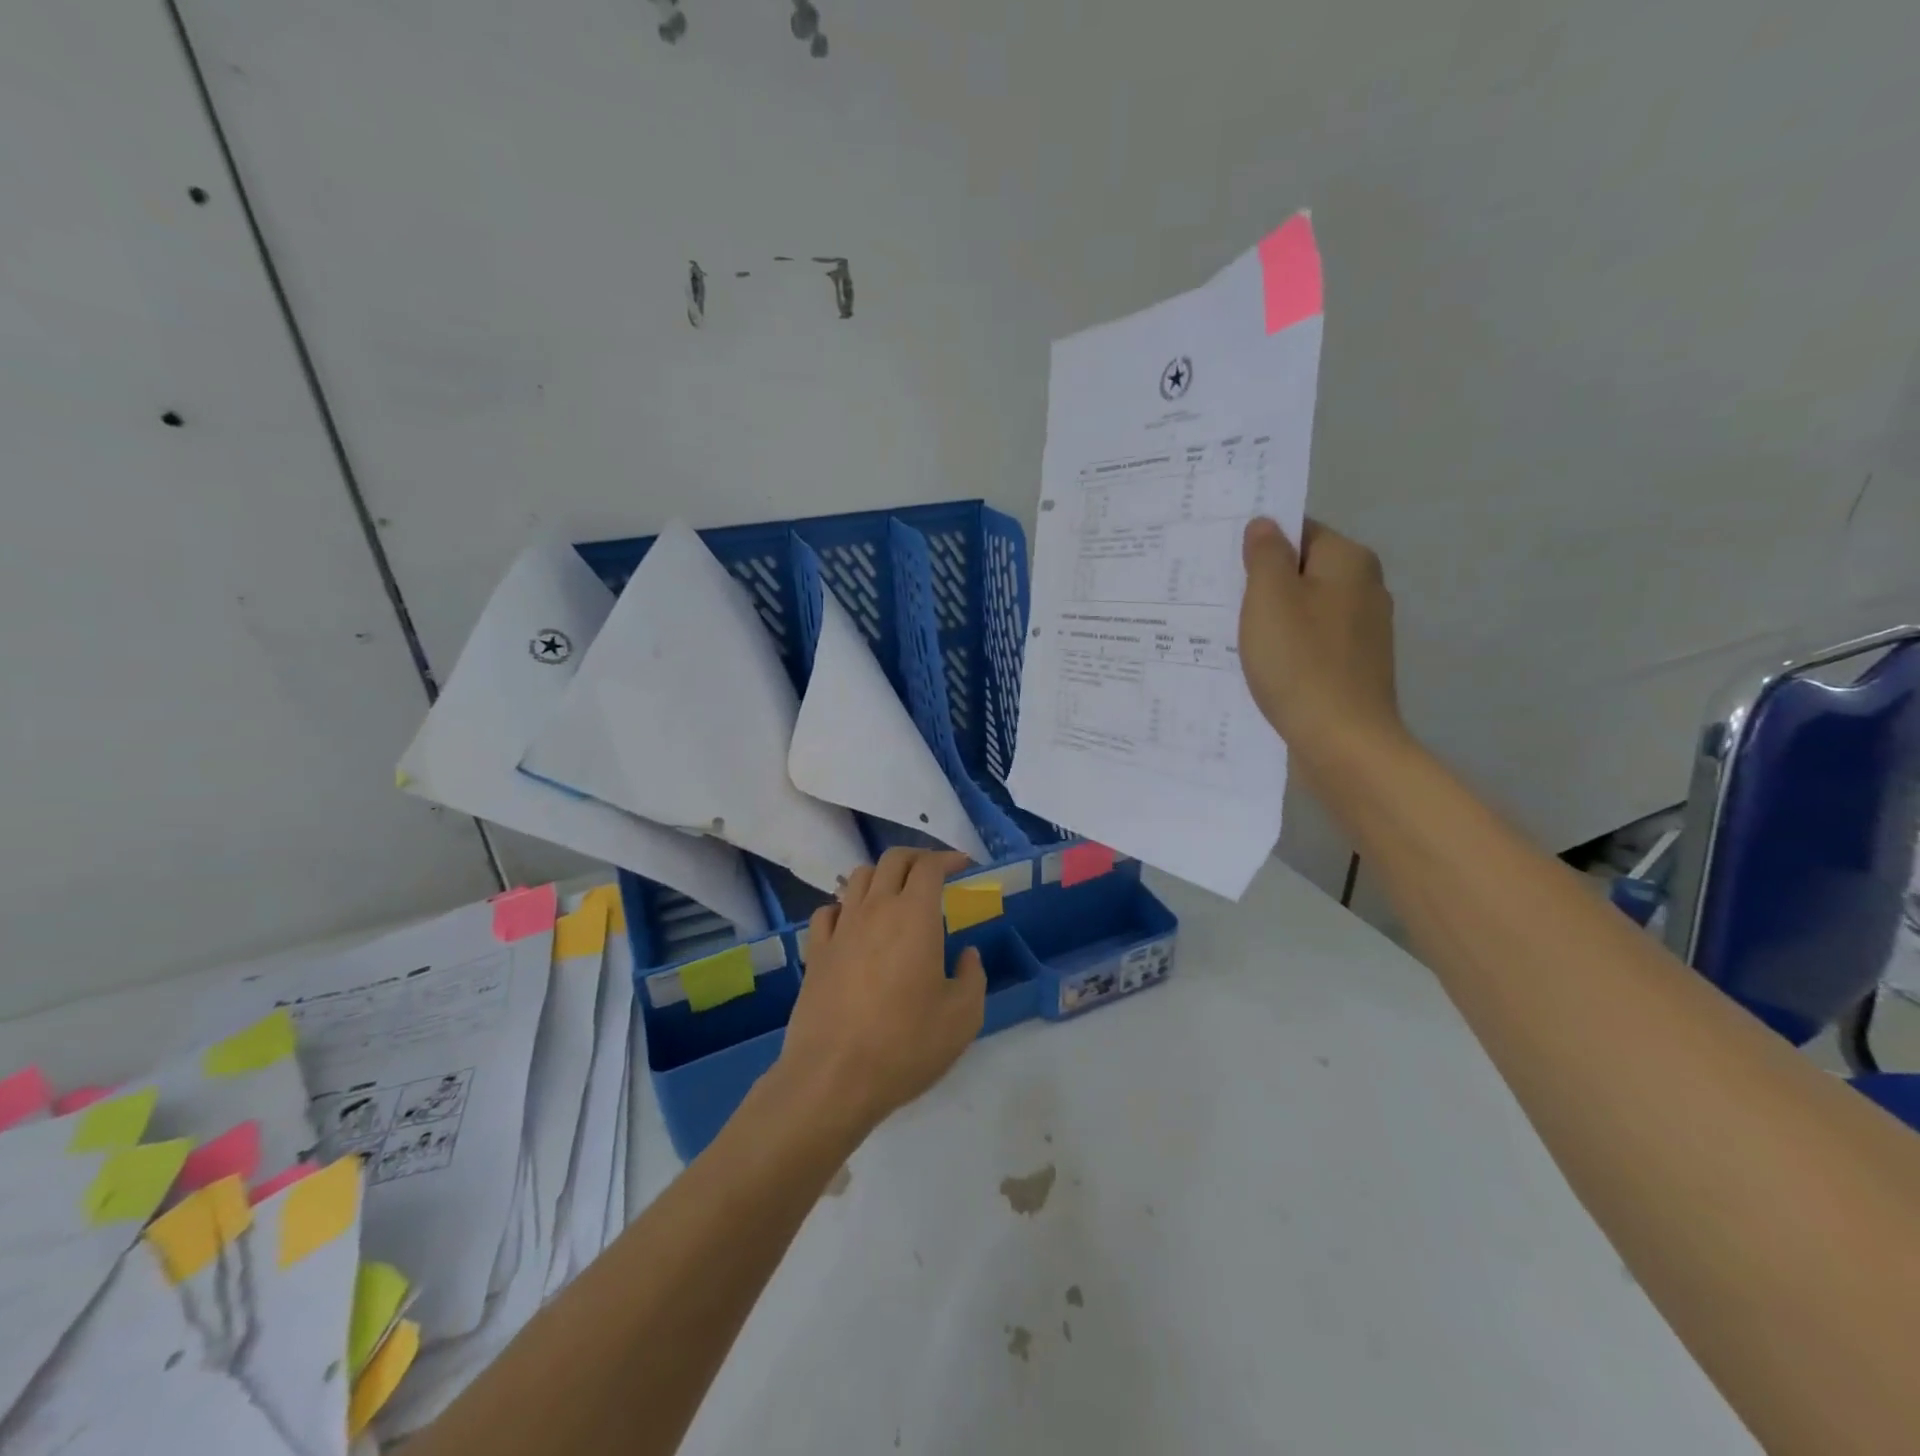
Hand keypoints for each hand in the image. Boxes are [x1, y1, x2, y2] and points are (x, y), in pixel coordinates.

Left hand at [776, 847, 986, 1137]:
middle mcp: (875, 909)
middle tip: (933, 873)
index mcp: (914, 916)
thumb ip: (973, 977)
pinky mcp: (816, 952)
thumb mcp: (963, 1017)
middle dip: (917, 858)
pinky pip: (828, 911)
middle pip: (892, 860)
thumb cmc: (906, 1044)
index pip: (929, 866)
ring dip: (882, 876)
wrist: (833, 1077)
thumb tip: (967, 955)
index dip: (948, 859)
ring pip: (858, 878)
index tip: (963, 865)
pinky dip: (846, 906)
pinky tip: (854, 925)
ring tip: (895, 895)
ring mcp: (841, 928)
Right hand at [1239, 517, 1403, 763]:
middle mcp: (1364, 588)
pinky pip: (1311, 643)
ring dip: (1272, 618)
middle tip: (1217, 597)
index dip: (1259, 542)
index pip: (1299, 531)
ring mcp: (1363, 631)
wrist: (1342, 741)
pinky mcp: (1355, 666)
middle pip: (1303, 571)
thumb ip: (1265, 555)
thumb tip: (1264, 525)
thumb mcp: (1269, 599)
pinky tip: (1260, 666)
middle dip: (1262, 583)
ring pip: (1305, 609)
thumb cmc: (1300, 662)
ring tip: (1230, 634)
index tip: (1221, 562)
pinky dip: (1286, 648)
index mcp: (1348, 562)